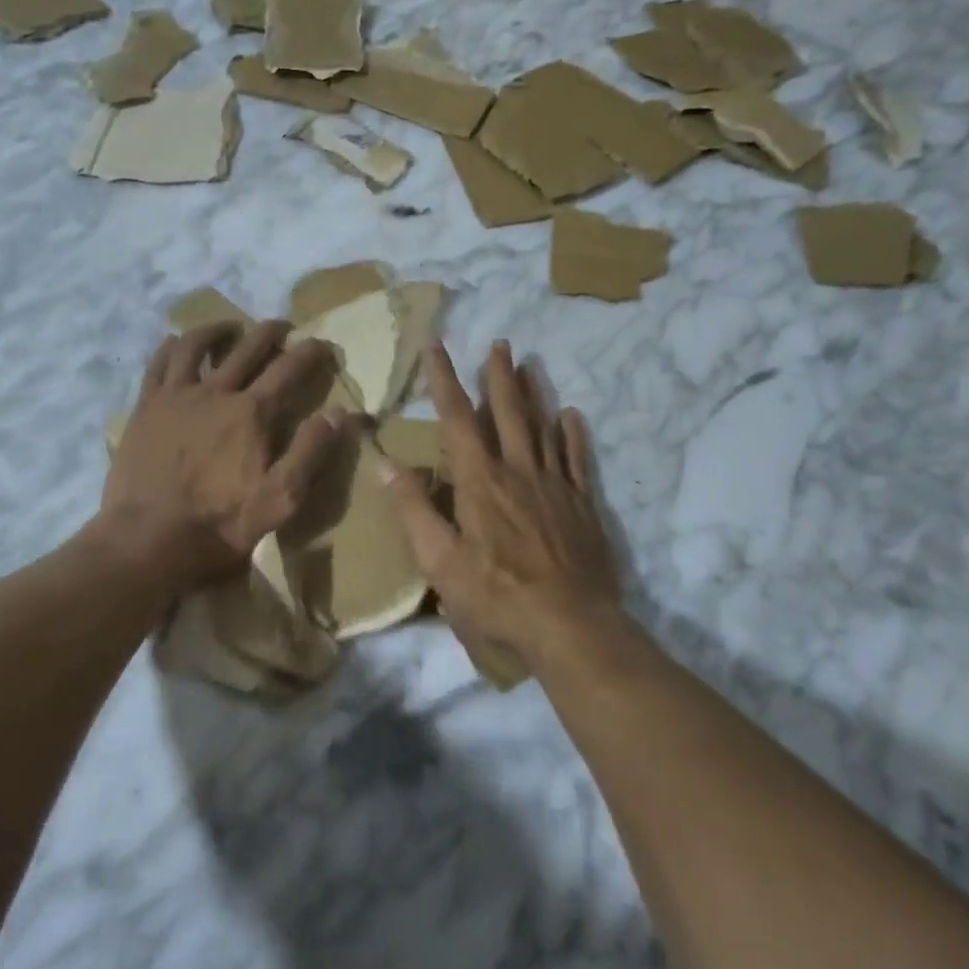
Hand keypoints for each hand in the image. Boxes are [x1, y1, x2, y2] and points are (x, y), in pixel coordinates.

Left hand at [101, 319, 348, 588]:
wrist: (148, 539)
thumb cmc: (220, 523)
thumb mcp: (281, 498)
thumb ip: (311, 452)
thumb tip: (341, 413)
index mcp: (252, 413)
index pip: (289, 369)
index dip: (310, 352)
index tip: (323, 344)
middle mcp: (215, 392)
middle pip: (246, 348)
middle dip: (269, 332)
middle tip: (282, 327)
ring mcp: (176, 396)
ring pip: (197, 346)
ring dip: (218, 330)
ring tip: (230, 328)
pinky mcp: (146, 408)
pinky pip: (158, 364)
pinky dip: (171, 347)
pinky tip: (176, 343)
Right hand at [382, 340, 623, 671]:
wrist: (569, 625)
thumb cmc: (495, 595)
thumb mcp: (439, 560)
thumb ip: (414, 509)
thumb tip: (385, 464)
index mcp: (480, 481)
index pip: (458, 418)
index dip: (446, 380)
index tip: (438, 345)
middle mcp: (519, 471)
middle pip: (509, 412)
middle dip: (499, 376)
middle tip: (500, 343)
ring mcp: (555, 486)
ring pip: (544, 427)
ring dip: (535, 394)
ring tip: (531, 365)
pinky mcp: (583, 505)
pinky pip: (577, 459)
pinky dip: (573, 435)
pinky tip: (571, 417)